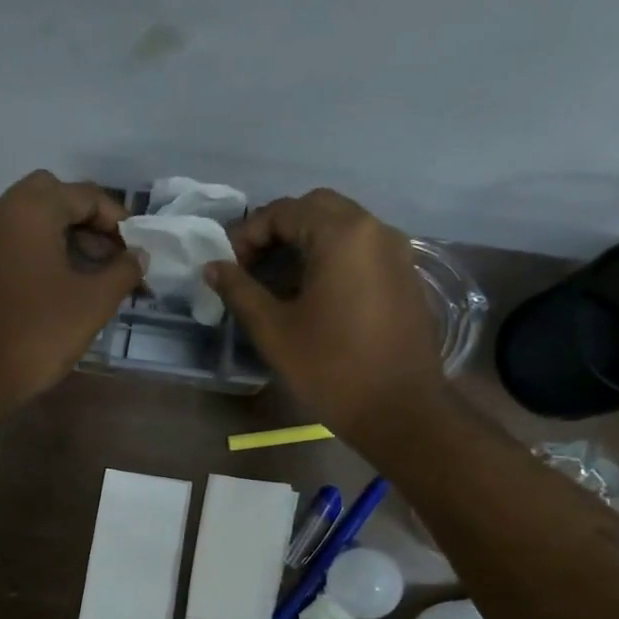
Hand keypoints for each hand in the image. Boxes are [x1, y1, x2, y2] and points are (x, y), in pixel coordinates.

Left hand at [0, 171, 144, 426]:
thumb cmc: (37, 334)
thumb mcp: (93, 303)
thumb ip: (123, 272)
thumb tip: (139, 255)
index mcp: (29, 210)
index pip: (85, 195)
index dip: (118, 221)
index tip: (138, 251)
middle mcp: (0, 212)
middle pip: (54, 199)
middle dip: (88, 224)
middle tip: (112, 258)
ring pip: (31, 222)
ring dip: (65, 240)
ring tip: (94, 278)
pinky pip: (14, 246)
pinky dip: (40, 255)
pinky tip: (60, 290)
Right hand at [203, 189, 444, 437]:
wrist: (399, 409)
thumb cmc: (330, 368)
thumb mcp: (273, 330)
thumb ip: (239, 290)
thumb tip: (212, 266)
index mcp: (341, 235)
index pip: (284, 211)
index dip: (248, 234)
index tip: (229, 266)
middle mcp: (374, 229)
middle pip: (316, 208)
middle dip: (278, 230)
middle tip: (252, 266)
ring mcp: (397, 250)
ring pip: (342, 225)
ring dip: (305, 241)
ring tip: (278, 280)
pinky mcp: (405, 274)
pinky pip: (362, 247)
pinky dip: (331, 255)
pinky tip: (313, 292)